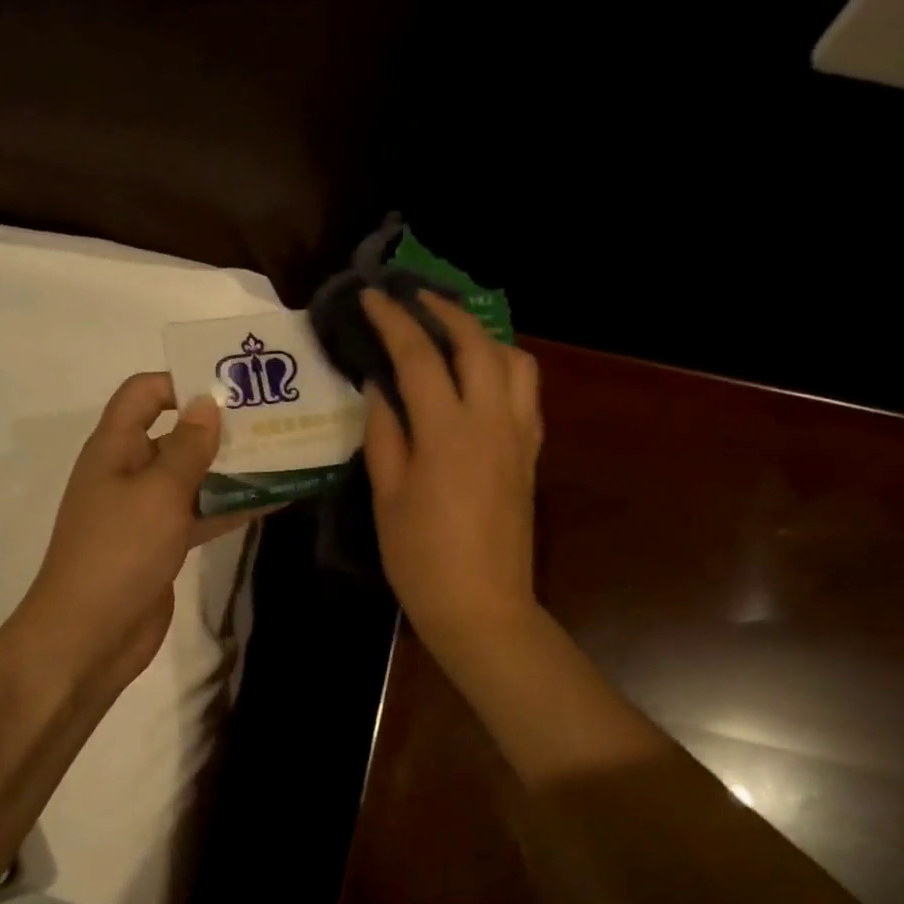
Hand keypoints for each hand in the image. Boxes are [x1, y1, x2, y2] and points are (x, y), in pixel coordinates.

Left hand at [13, 372, 247, 697]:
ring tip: (285, 453)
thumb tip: (208, 403)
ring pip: (194, 476)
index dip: (181, 381)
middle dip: (220, 426)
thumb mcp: (159, 492)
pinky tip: (275, 499)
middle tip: (274, 418)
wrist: (91, 634)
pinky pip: (201, 512)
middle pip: (176, 433)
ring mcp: (147, 510)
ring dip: (233, 467)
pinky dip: (232, 505)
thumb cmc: (120, 551)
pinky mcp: (164, 543)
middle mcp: (130, 471)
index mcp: (115, 447)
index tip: (230, 388)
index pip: (144, 393)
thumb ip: (189, 447)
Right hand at [361, 289, 543, 665]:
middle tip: (415, 298)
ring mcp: (518, 437)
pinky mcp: (530, 455)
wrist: (482, 606)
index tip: (372, 297)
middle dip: (445, 311)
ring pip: (515, 362)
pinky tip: (480, 379)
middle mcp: (492, 421)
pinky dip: (504, 368)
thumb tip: (380, 387)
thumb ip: (385, 434)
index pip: (419, 356)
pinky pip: (527, 393)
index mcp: (447, 432)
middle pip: (477, 344)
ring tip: (453, 334)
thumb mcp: (388, 496)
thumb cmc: (422, 557)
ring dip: (483, 336)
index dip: (393, 320)